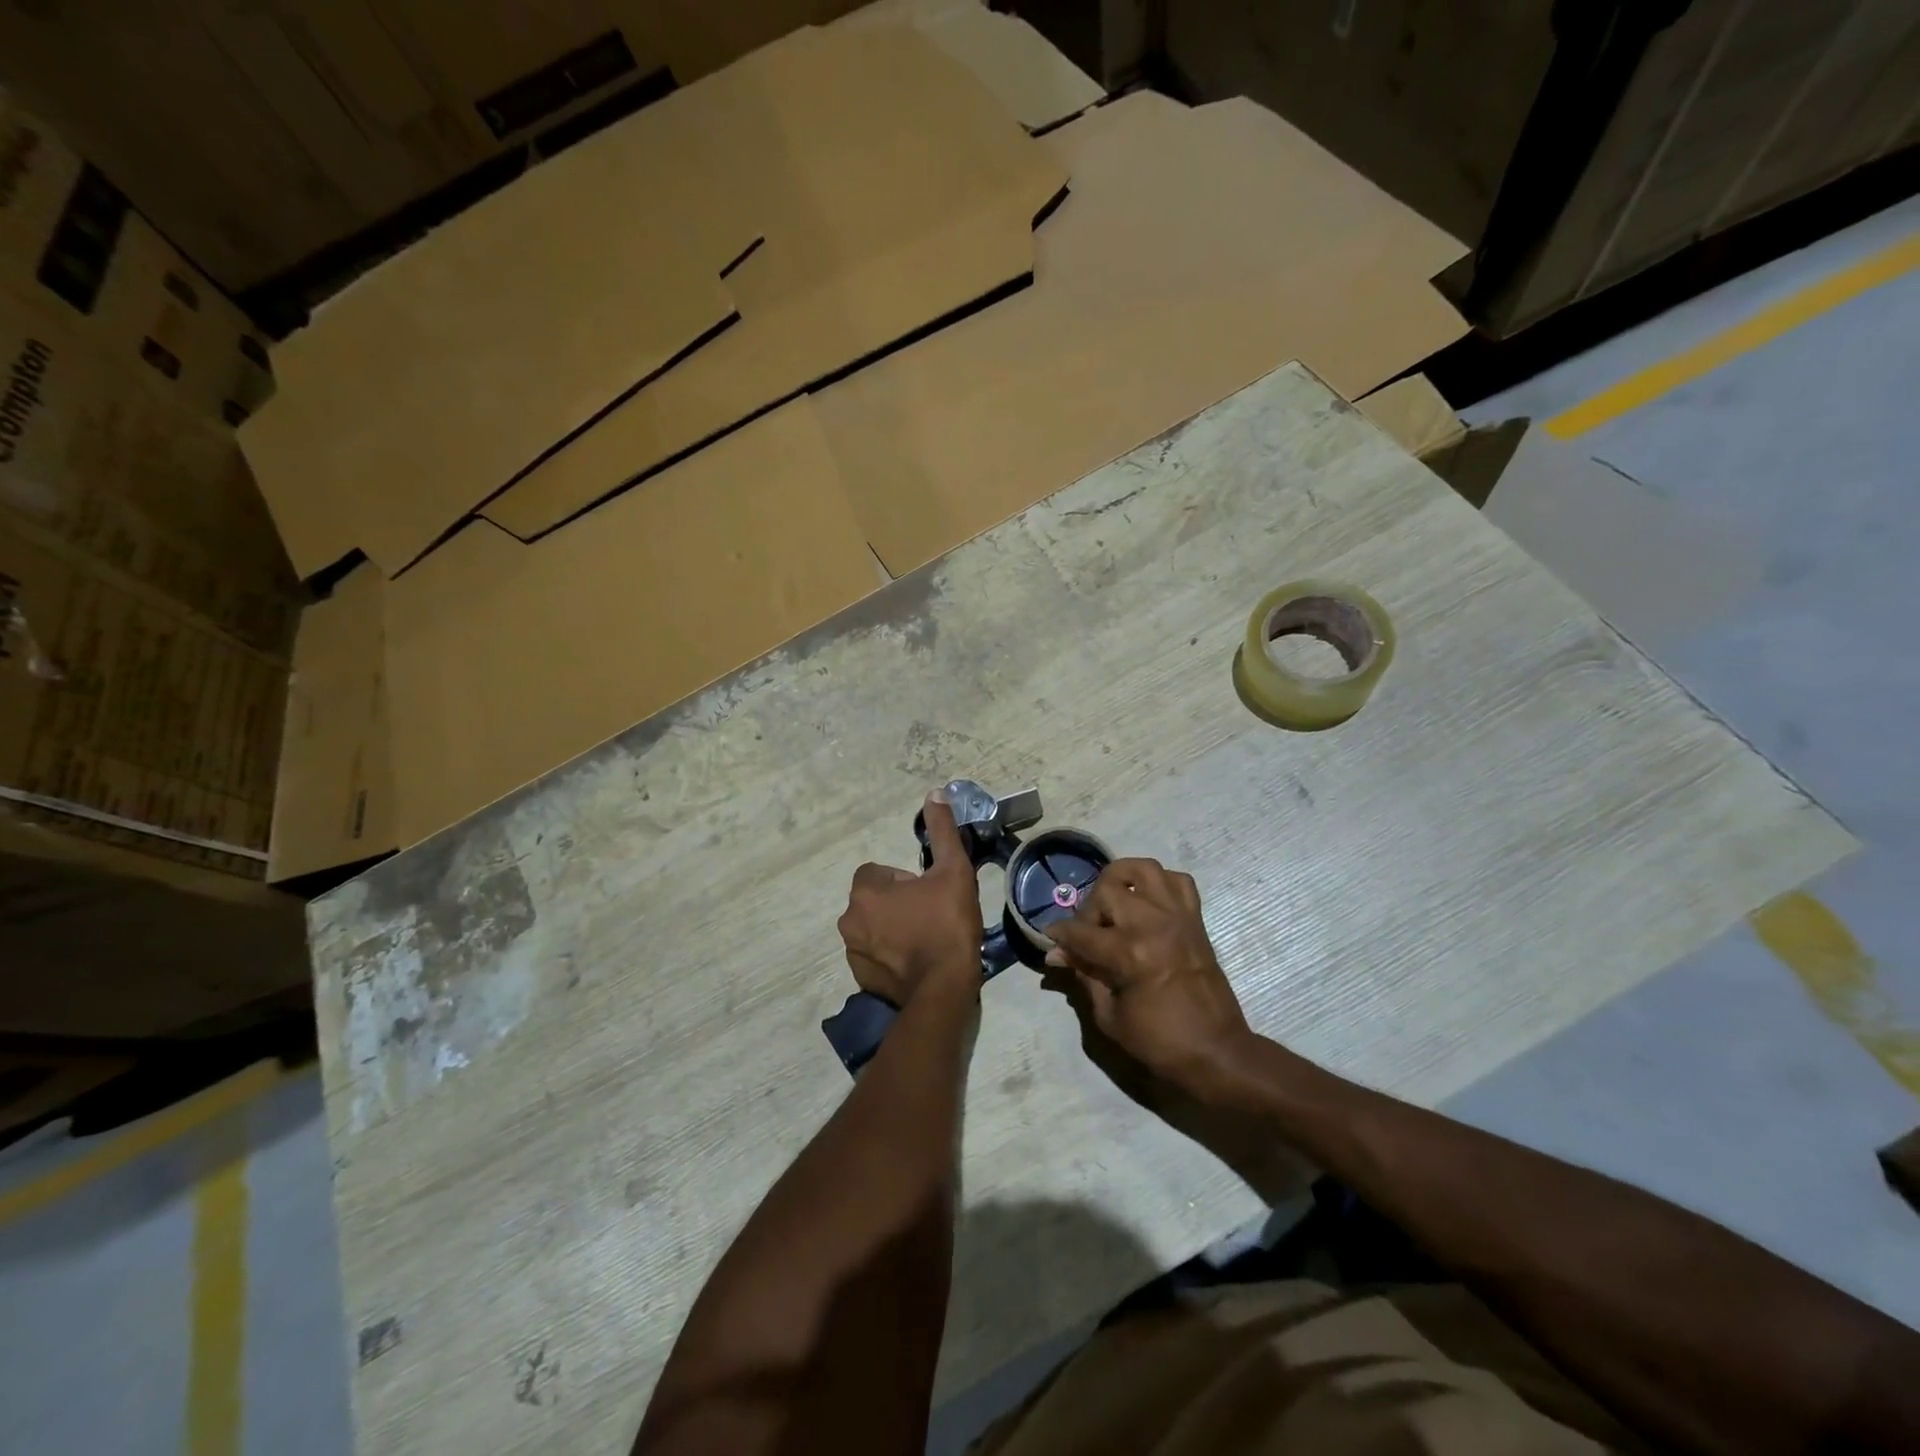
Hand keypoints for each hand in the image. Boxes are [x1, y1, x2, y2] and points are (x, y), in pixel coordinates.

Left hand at [837, 791, 981, 1005]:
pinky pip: (874, 955)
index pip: (878, 872)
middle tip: (931, 916)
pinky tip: (916, 962)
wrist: (943, 989)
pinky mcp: (860, 978)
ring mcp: (852, 951)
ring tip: (926, 940)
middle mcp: (849, 918)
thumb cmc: (947, 924)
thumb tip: (935, 793)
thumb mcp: (953, 871)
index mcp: (865, 890)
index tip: (929, 893)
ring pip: (873, 927)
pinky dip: (890, 955)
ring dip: (892, 929)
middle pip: (875, 899)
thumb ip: (942, 831)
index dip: (905, 879)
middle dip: (898, 904)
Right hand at [1045, 859, 1254, 1091]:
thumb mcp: (1109, 1016)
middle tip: (1089, 933)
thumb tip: (1058, 953)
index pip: (1081, 931)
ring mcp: (1178, 916)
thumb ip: (1084, 975)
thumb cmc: (1160, 1042)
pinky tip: (1148, 903)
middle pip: (1107, 889)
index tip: (1051, 938)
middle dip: (1089, 909)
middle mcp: (1153, 924)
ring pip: (1143, 869)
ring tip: (1115, 903)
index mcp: (1130, 953)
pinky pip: (1178, 880)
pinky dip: (1160, 884)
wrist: (1217, 1051)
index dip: (1060, 934)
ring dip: (1122, 880)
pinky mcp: (1196, 919)